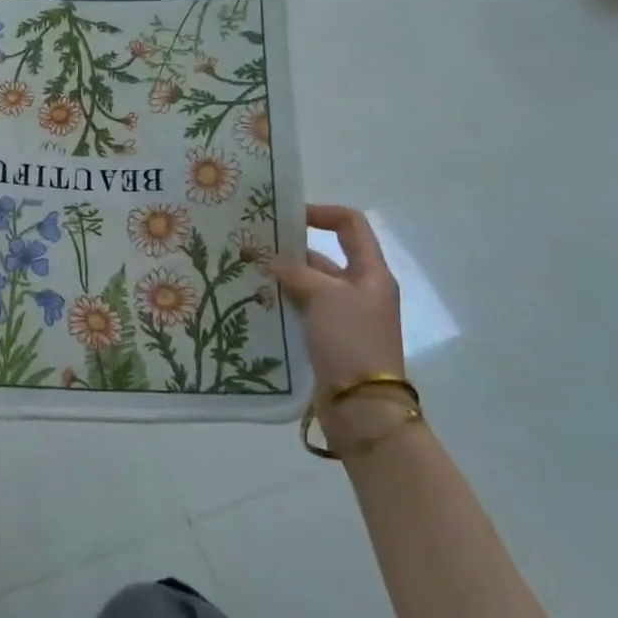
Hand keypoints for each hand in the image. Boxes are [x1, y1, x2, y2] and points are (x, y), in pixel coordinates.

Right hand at [271, 205, 404, 392]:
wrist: (361, 404)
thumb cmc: (350, 339)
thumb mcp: (324, 296)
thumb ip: (296, 272)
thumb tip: (271, 259)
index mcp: (370, 273)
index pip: (351, 226)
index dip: (322, 213)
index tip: (288, 216)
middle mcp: (360, 290)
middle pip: (325, 257)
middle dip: (291, 251)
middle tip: (253, 247)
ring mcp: (344, 317)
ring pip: (310, 287)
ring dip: (283, 280)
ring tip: (247, 274)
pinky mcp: (328, 339)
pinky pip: (303, 312)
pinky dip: (283, 305)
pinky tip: (256, 303)